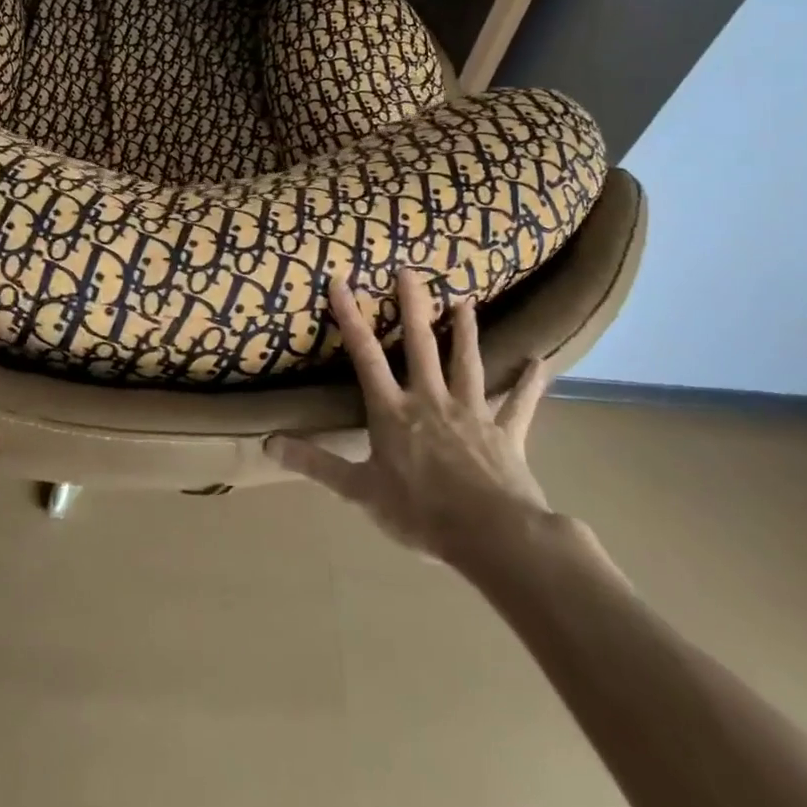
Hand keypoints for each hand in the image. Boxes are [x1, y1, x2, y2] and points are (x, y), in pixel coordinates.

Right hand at [269, 272, 556, 584]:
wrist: (492, 536)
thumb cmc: (421, 513)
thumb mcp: (360, 491)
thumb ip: (315, 464)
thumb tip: (266, 444)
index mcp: (393, 411)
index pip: (365, 356)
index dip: (350, 317)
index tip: (341, 280)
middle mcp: (430, 400)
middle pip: (420, 345)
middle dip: (414, 306)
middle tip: (410, 270)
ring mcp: (471, 412)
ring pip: (467, 362)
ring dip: (466, 331)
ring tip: (465, 301)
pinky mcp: (506, 432)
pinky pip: (518, 404)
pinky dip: (528, 384)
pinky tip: (540, 363)